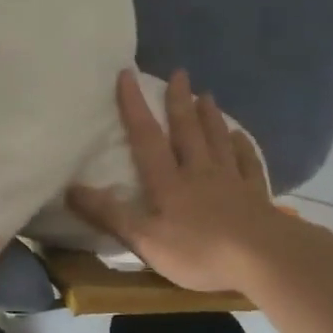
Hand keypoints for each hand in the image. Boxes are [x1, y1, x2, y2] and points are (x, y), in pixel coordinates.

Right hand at [67, 68, 293, 293]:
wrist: (263, 259)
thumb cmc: (199, 251)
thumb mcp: (144, 240)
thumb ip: (109, 215)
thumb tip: (70, 189)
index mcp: (169, 182)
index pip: (146, 138)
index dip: (134, 107)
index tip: (127, 75)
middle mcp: (199, 172)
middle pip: (187, 131)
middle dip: (179, 101)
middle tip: (179, 73)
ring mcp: (231, 181)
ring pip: (217, 140)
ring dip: (210, 116)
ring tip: (206, 94)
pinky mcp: (255, 195)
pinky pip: (247, 163)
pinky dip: (242, 147)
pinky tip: (240, 136)